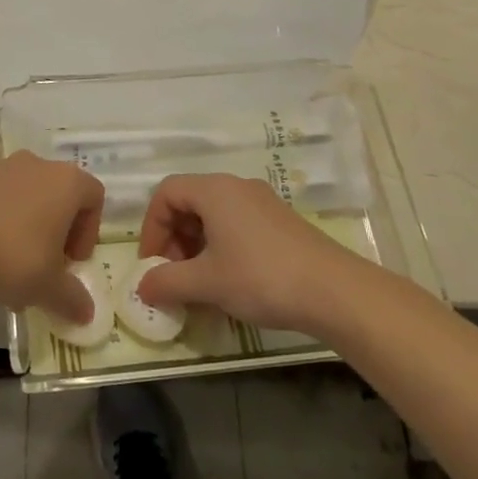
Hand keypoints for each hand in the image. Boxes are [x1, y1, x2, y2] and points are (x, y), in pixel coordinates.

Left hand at [0, 152, 103, 320]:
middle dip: (59, 232)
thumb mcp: (49, 286)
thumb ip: (73, 298)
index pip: (94, 197)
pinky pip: (3, 199)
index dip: (89, 232)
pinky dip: (5, 223)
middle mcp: (39, 165)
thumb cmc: (14, 256)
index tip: (72, 262)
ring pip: (30, 198)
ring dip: (31, 229)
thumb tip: (86, 313)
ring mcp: (5, 168)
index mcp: (67, 181)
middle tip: (48, 266)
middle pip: (61, 196)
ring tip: (16, 269)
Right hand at [136, 174, 360, 334]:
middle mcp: (236, 187)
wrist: (335, 292)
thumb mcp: (207, 283)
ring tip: (199, 283)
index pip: (166, 193)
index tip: (152, 263)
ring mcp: (262, 202)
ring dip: (196, 245)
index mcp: (214, 190)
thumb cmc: (261, 277)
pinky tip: (229, 281)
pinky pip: (237, 224)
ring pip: (214, 215)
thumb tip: (142, 287)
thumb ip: (167, 282)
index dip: (151, 227)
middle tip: (173, 275)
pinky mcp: (280, 222)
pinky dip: (221, 247)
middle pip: (189, 201)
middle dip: (173, 238)